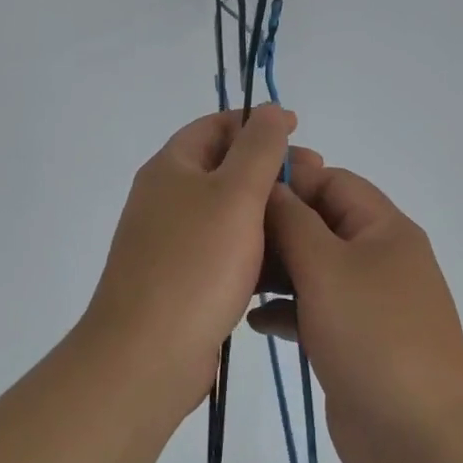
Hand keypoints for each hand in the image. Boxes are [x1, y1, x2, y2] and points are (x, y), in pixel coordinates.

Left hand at [82, 106, 305, 409]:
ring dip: (266, 211)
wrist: (148, 354)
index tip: (299, 131)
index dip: (257, 122)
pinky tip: (286, 263)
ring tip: (308, 222)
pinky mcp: (183, 279)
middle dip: (269, 169)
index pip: (215, 126)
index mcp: (171, 168)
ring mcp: (172, 241)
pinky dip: (253, 249)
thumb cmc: (195, 264)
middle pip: (223, 168)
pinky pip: (224, 251)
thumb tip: (271, 108)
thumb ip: (258, 148)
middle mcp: (166, 198)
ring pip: (227, 213)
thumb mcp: (234, 195)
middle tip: (314, 179)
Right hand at [249, 161, 462, 462]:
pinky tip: (254, 321)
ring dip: (275, 271)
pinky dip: (285, 310)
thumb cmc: (372, 336)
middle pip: (319, 225)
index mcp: (384, 229)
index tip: (239, 190)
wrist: (417, 439)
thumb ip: (292, 220)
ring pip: (312, 269)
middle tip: (226, 240)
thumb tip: (270, 186)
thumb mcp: (325, 266)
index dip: (289, 180)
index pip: (333, 182)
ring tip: (233, 279)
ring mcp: (368, 303)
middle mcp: (379, 259)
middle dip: (275, 229)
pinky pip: (313, 310)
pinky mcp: (354, 341)